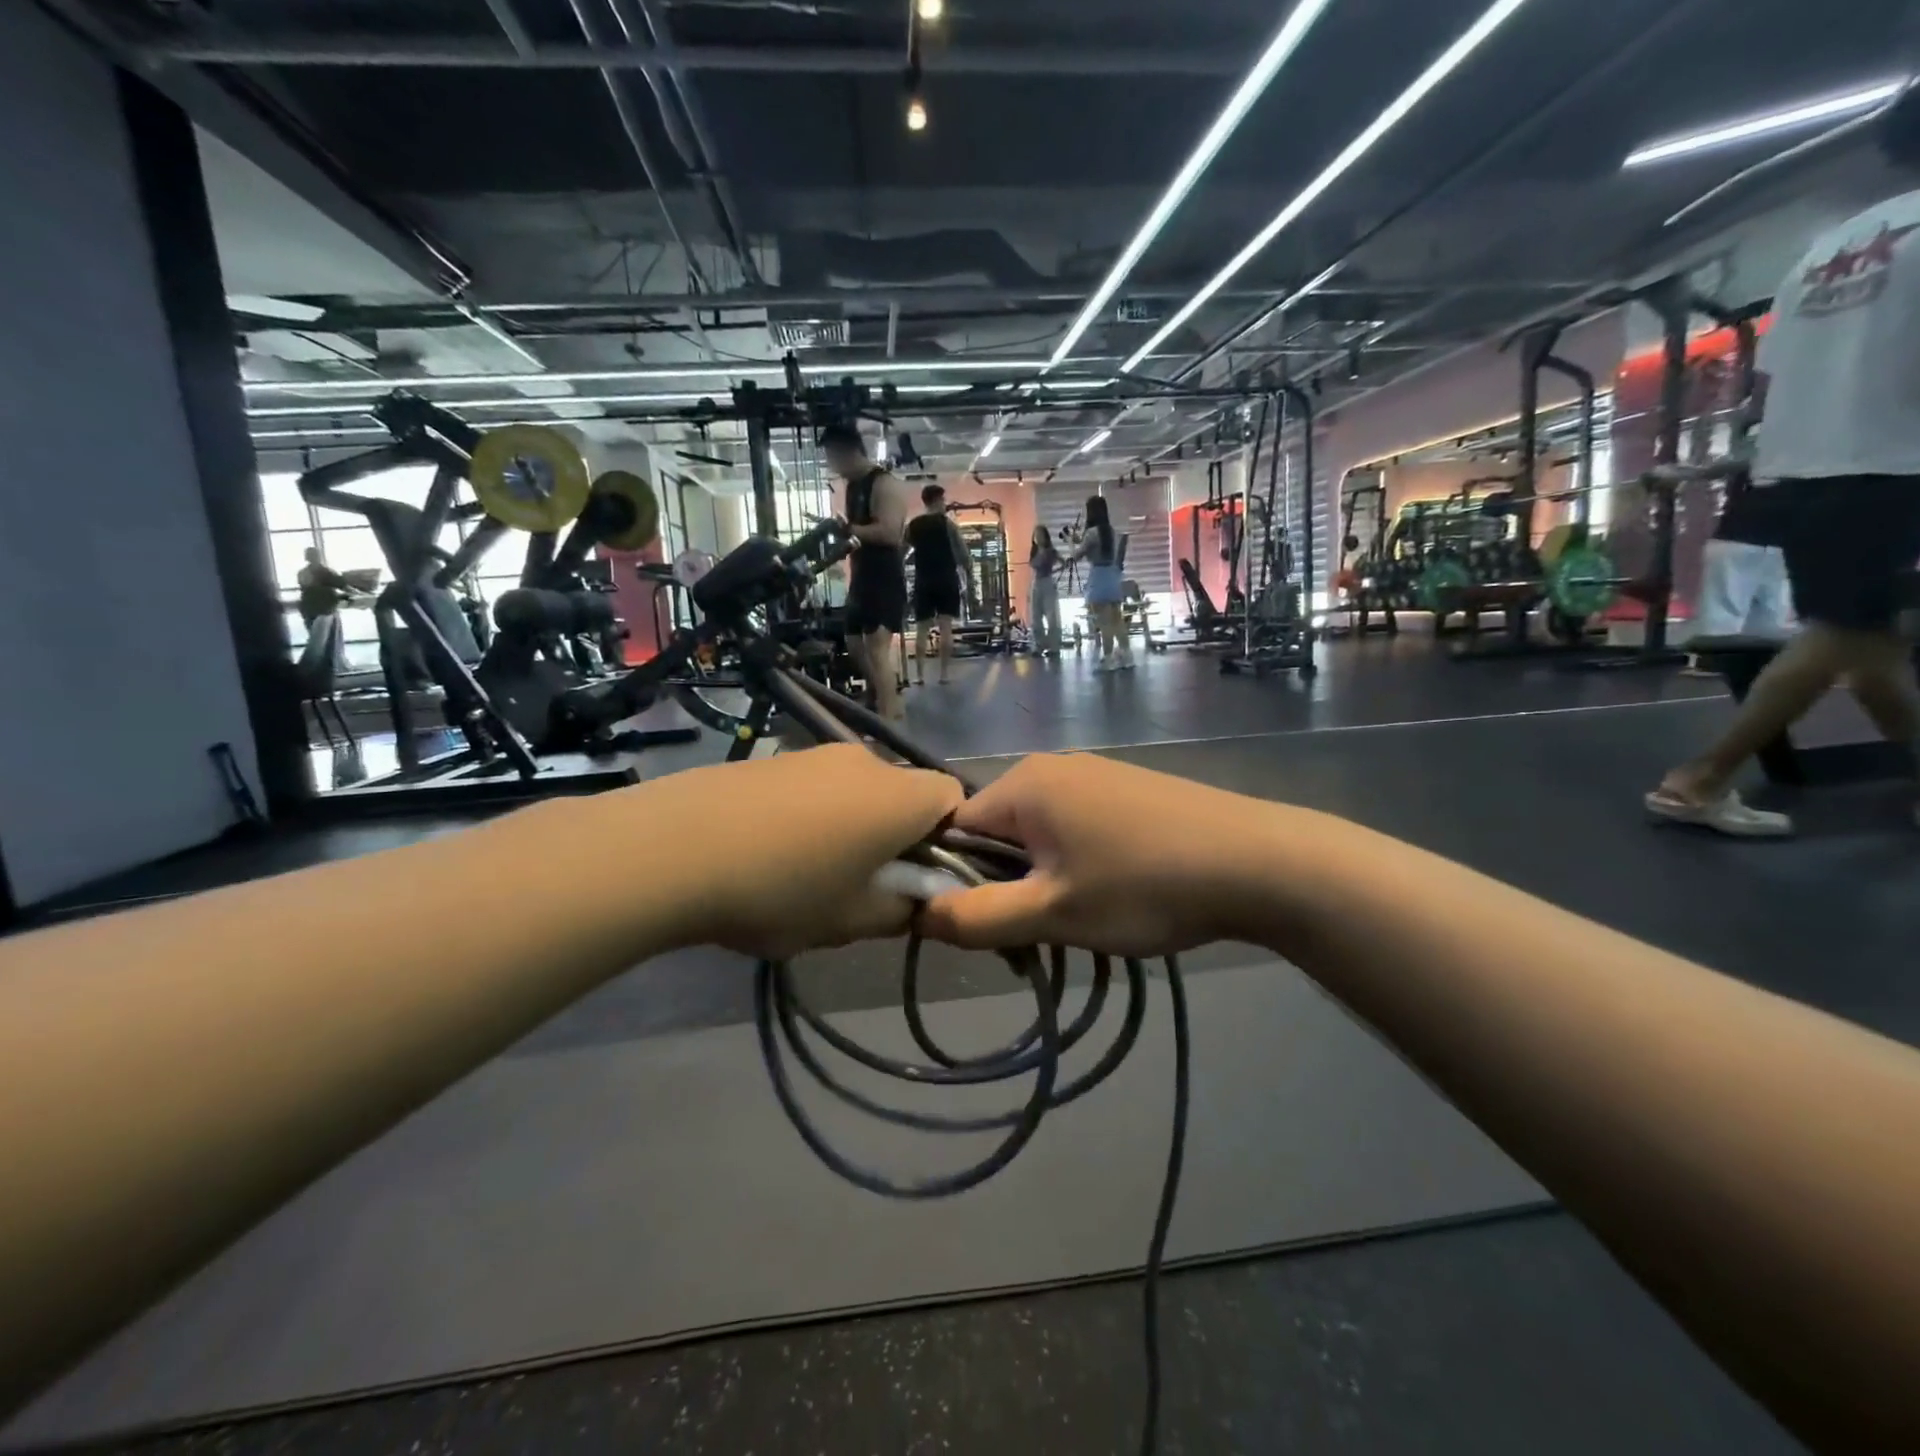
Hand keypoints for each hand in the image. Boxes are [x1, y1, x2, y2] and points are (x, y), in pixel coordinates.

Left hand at [593, 744, 964, 958]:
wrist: (669, 849)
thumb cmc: (780, 889)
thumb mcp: (850, 921)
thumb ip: (900, 912)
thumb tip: (913, 901)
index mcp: (898, 797)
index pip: (954, 798)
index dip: (950, 839)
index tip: (918, 878)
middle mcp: (864, 761)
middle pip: (902, 794)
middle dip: (896, 836)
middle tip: (863, 885)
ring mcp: (812, 754)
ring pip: (856, 791)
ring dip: (850, 826)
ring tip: (807, 873)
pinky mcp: (771, 759)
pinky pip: (814, 786)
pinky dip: (811, 815)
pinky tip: (769, 852)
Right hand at [919, 753, 1297, 958]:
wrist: (1258, 863)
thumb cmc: (1144, 886)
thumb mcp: (1053, 913)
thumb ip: (976, 917)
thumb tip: (916, 914)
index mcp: (1023, 784)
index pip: (953, 829)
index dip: (952, 880)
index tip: (978, 925)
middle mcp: (1051, 767)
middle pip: (994, 832)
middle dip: (1000, 885)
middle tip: (1032, 934)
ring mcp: (1093, 775)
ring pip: (1036, 834)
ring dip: (1039, 880)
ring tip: (1076, 921)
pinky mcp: (1125, 790)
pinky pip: (1073, 826)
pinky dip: (1073, 863)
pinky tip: (1110, 894)